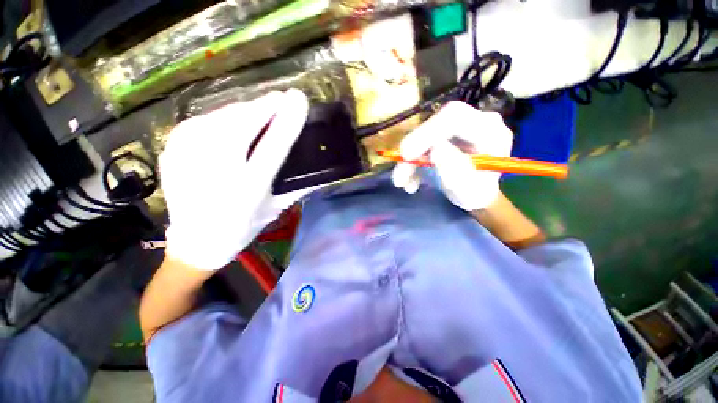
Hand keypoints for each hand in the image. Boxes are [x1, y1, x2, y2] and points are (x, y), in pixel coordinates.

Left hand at [160, 89, 308, 270]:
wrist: (196, 242)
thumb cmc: (243, 226)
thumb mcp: (277, 208)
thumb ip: (300, 187)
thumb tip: (322, 170)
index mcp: (249, 188)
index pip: (273, 146)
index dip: (288, 120)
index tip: (299, 99)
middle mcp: (218, 171)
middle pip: (242, 124)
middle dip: (264, 105)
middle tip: (281, 98)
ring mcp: (188, 159)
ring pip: (220, 118)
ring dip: (244, 109)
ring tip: (259, 108)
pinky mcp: (172, 152)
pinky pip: (200, 123)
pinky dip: (221, 116)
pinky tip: (231, 121)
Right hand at [392, 101, 512, 210]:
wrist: (475, 193)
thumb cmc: (476, 194)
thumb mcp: (468, 190)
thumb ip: (455, 170)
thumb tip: (435, 149)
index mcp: (489, 131)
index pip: (455, 118)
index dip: (426, 133)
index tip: (406, 155)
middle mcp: (474, 121)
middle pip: (436, 122)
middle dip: (413, 146)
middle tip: (399, 171)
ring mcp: (456, 125)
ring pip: (425, 133)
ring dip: (408, 159)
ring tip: (402, 182)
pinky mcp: (444, 133)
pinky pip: (422, 141)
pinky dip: (411, 161)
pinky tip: (410, 180)